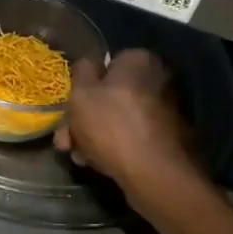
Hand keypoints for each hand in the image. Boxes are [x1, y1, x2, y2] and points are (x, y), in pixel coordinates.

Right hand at [56, 50, 205, 206]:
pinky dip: (113, 146)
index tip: (70, 107)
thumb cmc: (110, 125)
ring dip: (93, 135)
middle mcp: (157, 80)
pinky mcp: (166, 137)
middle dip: (83, 118)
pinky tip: (97, 162)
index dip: (84, 86)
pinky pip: (131, 135)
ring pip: (116, 118)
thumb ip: (81, 72)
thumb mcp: (81, 94)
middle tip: (66, 140)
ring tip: (78, 156)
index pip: (106, 64)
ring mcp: (164, 110)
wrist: (153, 172)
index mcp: (139, 61)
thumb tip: (88, 63)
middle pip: (109, 95)